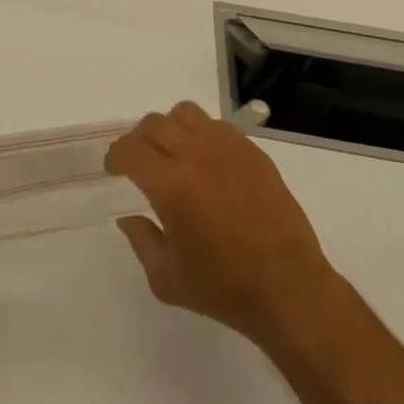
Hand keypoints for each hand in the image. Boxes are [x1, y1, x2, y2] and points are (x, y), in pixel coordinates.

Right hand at [106, 101, 340, 355]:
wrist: (289, 288)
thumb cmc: (224, 289)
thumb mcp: (167, 279)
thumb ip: (141, 241)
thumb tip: (128, 217)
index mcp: (170, 184)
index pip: (129, 150)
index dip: (115, 156)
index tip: (114, 169)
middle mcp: (195, 154)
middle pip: (154, 124)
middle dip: (139, 140)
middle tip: (140, 162)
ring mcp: (226, 147)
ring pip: (185, 114)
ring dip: (170, 128)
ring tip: (173, 153)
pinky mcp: (251, 151)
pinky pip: (216, 125)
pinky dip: (201, 134)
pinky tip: (206, 162)